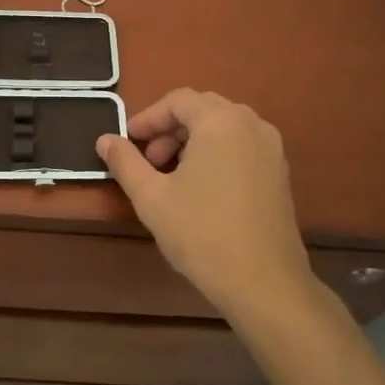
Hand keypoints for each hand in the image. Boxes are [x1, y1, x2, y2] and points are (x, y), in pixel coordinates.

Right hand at [98, 89, 313, 322]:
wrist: (265, 284)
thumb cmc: (202, 234)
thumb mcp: (152, 197)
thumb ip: (125, 162)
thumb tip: (104, 139)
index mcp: (220, 121)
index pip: (178, 101)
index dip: (148, 118)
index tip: (128, 141)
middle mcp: (250, 123)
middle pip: (202, 108)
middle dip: (170, 128)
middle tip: (149, 159)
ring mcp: (270, 147)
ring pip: (223, 126)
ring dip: (193, 139)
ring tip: (172, 175)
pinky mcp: (280, 171)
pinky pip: (241, 144)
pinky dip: (217, 151)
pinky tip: (202, 187)